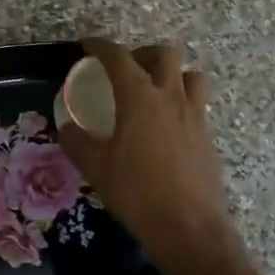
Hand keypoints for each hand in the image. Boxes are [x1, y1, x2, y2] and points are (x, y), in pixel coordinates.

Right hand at [57, 38, 236, 274]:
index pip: (118, 57)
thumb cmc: (137, 193)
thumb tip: (67, 126)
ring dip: (172, 74)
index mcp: (140, 97)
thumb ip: (77, 141)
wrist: (189, 228)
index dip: (101, 46)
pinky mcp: (207, 135)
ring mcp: (194, 115)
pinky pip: (197, 103)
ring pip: (190, 74)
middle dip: (143, 53)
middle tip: (127, 69)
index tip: (88, 45)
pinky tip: (167, 125)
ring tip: (154, 91)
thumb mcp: (96, 167)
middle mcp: (170, 97)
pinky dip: (182, 101)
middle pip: (164, 54)